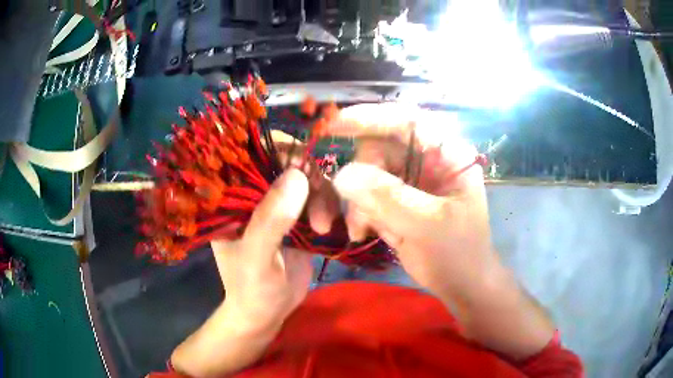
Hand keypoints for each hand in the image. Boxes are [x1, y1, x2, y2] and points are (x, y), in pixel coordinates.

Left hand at [211, 168, 313, 332]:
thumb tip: (298, 175)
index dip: (279, 150)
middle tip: (318, 211)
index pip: (252, 155)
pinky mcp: (298, 216)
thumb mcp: (257, 258)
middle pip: (286, 162)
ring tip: (322, 227)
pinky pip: (319, 197)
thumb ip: (271, 220)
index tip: (304, 166)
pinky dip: (329, 206)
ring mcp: (278, 204)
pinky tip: (327, 228)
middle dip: (308, 178)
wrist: (268, 312)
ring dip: (322, 197)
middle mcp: (254, 193)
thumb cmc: (251, 288)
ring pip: (308, 179)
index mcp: (232, 197)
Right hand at [328, 103, 554, 359]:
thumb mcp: (427, 225)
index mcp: (446, 153)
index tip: (333, 125)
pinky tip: (364, 233)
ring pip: (367, 174)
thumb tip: (342, 174)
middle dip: (360, 178)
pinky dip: (359, 212)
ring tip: (361, 230)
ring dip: (357, 201)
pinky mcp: (397, 199)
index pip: (407, 121)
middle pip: (379, 149)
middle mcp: (427, 160)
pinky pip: (366, 194)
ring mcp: (411, 180)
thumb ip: (387, 198)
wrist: (461, 285)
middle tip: (356, 209)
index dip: (370, 117)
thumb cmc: (458, 254)